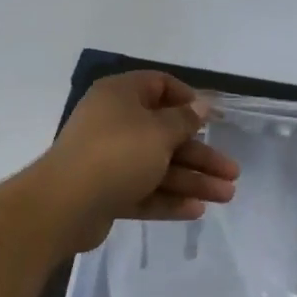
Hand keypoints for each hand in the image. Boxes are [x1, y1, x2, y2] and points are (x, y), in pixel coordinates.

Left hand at [38, 71, 239, 251]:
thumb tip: (201, 104)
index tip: (213, 118)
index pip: (159, 86)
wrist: (64, 205)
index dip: (189, 99)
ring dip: (192, 180)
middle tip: (232, 172)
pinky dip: (169, 199)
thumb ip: (184, 119)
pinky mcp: (106, 192)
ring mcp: (109, 160)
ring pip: (158, 166)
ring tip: (226, 196)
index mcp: (121, 96)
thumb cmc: (117, 153)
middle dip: (201, 154)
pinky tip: (197, 211)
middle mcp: (114, 123)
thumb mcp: (159, 131)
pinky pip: (144, 191)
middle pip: (166, 134)